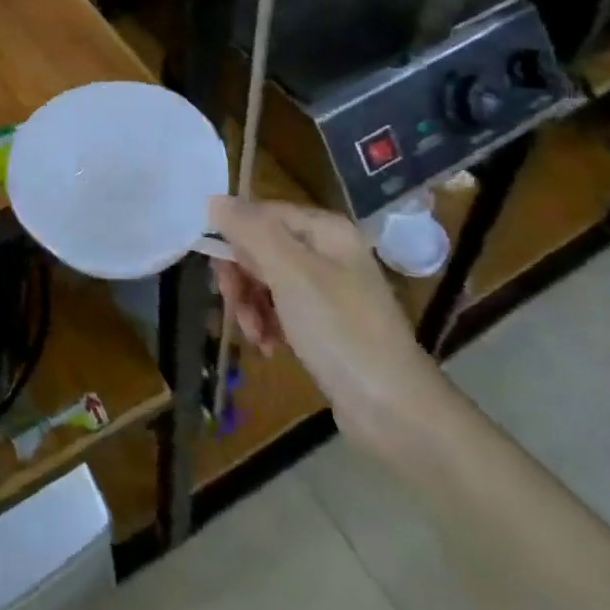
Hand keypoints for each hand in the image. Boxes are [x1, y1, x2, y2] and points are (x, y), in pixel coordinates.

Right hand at [209, 196, 450, 450]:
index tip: (221, 272)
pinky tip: (269, 347)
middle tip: (233, 306)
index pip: (262, 214)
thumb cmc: (340, 331)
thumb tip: (215, 199)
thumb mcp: (290, 274)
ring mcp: (328, 290)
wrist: (395, 410)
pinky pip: (283, 311)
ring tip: (255, 336)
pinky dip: (269, 325)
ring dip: (251, 306)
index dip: (235, 238)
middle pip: (262, 247)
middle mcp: (327, 252)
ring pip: (268, 281)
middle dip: (242, 278)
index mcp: (325, 230)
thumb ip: (251, 231)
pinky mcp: (326, 325)